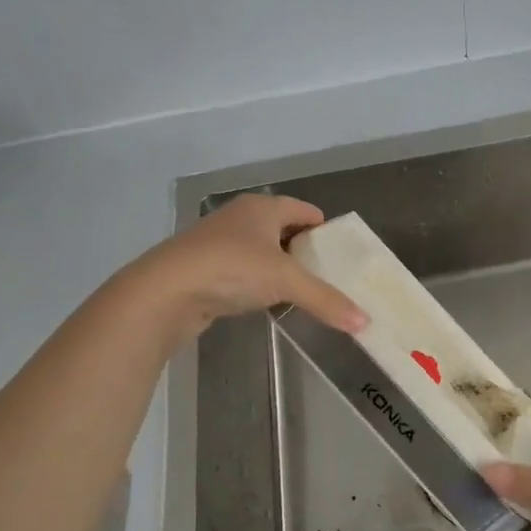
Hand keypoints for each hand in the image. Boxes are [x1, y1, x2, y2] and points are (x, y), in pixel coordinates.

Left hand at [134, 194, 367, 340]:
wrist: (164, 292)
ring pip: (261, 251)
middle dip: (305, 251)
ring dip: (280, 268)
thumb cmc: (231, 269)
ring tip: (302, 292)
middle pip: (283, 229)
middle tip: (329, 277)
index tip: (343, 255)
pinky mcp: (205, 268)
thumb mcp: (285, 282)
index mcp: (263, 207)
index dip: (325, 229)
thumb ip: (326, 300)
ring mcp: (219, 242)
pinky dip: (258, 282)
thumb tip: (365, 322)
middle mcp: (241, 217)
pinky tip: (266, 301)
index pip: (304, 210)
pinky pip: (243, 270)